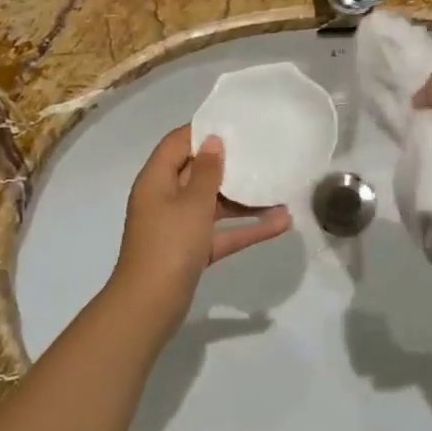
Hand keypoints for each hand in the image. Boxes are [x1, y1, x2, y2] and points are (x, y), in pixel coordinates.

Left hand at [109, 127, 290, 323]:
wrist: (150, 306)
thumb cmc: (169, 245)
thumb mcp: (192, 204)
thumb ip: (206, 172)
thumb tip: (212, 141)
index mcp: (157, 180)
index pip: (177, 143)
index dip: (203, 131)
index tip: (235, 124)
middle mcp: (166, 199)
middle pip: (198, 172)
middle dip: (230, 164)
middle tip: (263, 151)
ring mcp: (179, 227)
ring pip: (215, 204)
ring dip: (244, 199)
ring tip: (279, 187)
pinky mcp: (193, 251)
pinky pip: (223, 232)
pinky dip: (247, 228)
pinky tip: (281, 223)